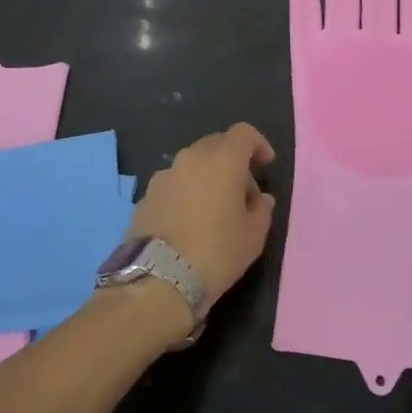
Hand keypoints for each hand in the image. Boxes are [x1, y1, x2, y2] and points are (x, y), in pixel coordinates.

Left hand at [128, 123, 276, 305]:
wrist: (159, 279)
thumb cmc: (217, 252)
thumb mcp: (253, 236)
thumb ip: (262, 210)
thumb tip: (260, 199)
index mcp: (222, 160)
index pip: (243, 133)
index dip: (258, 143)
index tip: (266, 164)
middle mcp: (190, 158)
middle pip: (216, 144)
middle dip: (233, 161)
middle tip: (243, 192)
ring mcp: (164, 176)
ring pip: (192, 163)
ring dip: (207, 176)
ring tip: (214, 209)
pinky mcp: (146, 196)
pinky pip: (173, 184)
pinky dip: (185, 192)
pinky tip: (189, 222)